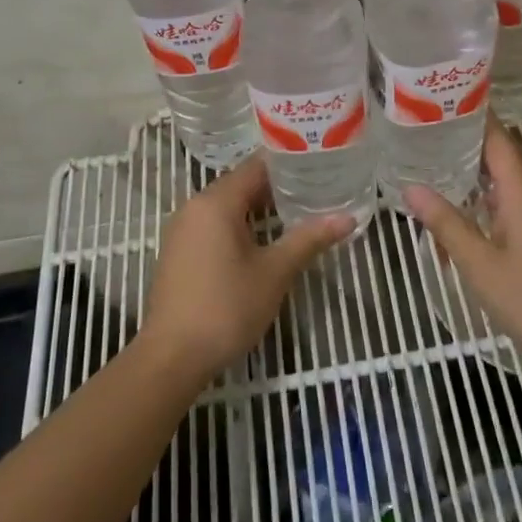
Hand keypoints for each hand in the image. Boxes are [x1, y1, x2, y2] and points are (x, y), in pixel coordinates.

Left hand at [140, 156, 353, 381]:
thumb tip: (348, 218)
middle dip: (278, 188)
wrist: (173, 357)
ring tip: (297, 215)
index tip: (319, 166)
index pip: (256, 166)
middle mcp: (194, 206)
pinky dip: (239, 226)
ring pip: (227, 207)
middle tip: (316, 191)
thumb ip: (309, 239)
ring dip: (259, 209)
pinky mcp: (179, 253)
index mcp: (216, 201)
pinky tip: (263, 243)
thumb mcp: (275, 272)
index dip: (289, 164)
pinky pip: (214, 226)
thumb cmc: (227, 306)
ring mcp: (182, 230)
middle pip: (241, 184)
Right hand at [404, 119, 521, 372]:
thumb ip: (446, 224)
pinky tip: (485, 215)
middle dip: (474, 145)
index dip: (473, 116)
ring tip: (452, 175)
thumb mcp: (479, 264)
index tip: (443, 105)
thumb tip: (412, 189)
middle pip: (509, 154)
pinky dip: (505, 195)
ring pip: (520, 178)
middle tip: (435, 141)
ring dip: (489, 174)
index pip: (498, 136)